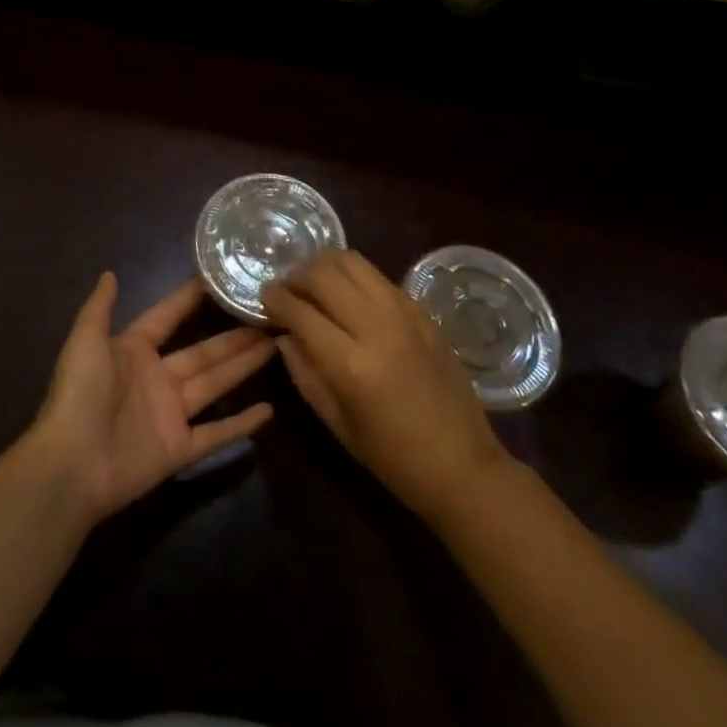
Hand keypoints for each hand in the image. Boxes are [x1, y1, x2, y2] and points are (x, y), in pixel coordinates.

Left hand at [30, 274, 274, 522]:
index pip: (168, 317)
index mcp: (134, 350)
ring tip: (275, 346)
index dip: (189, 299)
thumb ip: (100, 307)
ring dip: (243, 366)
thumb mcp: (86, 340)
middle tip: (267, 318)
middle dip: (234, 336)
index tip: (218, 280)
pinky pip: (216, 433)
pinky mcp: (180, 448)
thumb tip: (109, 272)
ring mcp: (170, 414)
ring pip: (215, 384)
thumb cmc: (79, 394)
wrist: (71, 464)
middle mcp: (157, 378)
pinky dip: (242, 423)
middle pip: (203, 352)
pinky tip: (269, 410)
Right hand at [264, 250, 508, 521]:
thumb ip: (304, 373)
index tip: (263, 298)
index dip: (275, 299)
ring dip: (324, 266)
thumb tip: (283, 335)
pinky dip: (354, 275)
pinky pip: (378, 276)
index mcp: (351, 364)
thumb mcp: (337, 424)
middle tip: (286, 289)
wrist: (463, 465)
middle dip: (296, 275)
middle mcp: (376, 327)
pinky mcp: (421, 310)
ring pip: (352, 261)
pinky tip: (347, 294)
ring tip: (314, 283)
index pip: (300, 311)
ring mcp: (403, 313)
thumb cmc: (393, 458)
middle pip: (324, 274)